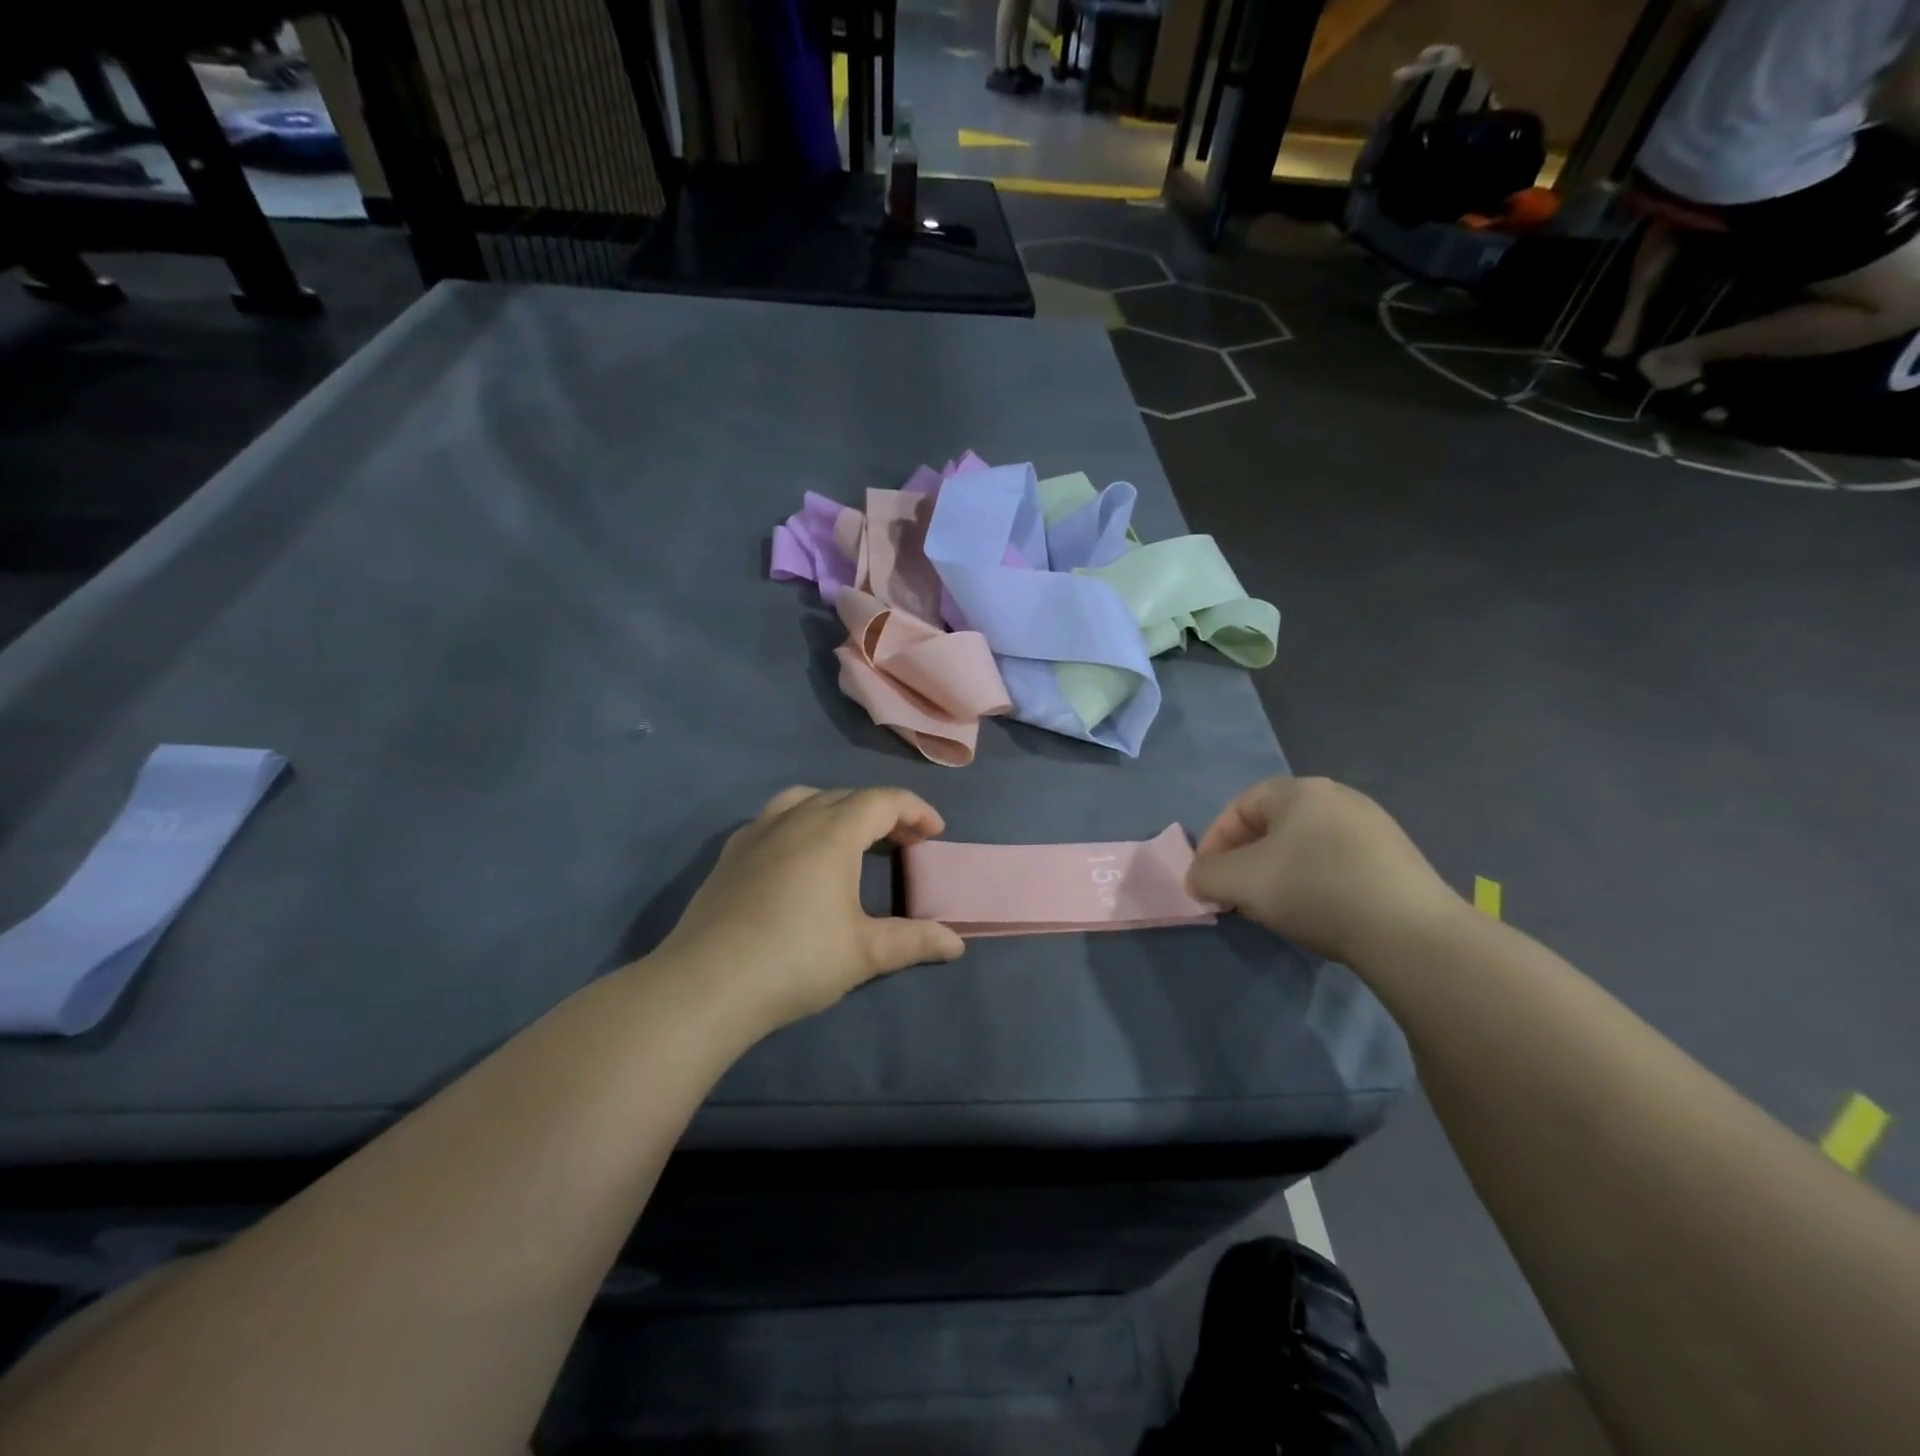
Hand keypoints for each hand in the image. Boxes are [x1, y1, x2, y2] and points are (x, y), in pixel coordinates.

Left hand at [656, 786, 965, 1031]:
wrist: (707, 985)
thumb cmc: (796, 960)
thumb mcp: (865, 953)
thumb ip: (914, 941)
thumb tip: (957, 944)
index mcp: (832, 833)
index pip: (882, 800)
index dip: (915, 810)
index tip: (935, 833)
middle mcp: (794, 820)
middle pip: (847, 796)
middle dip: (882, 811)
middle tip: (905, 840)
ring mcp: (756, 834)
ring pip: (804, 799)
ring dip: (837, 809)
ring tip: (851, 836)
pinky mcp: (729, 855)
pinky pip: (773, 819)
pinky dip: (800, 822)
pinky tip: (798, 855)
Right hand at [1186, 776, 1464, 963]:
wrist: (1410, 932)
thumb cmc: (1314, 889)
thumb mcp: (1240, 882)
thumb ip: (1206, 875)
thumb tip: (1198, 878)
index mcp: (1300, 790)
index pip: (1240, 806)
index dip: (1214, 842)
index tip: (1206, 879)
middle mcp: (1338, 797)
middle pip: (1273, 825)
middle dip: (1245, 861)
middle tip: (1236, 896)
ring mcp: (1373, 827)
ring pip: (1304, 846)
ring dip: (1278, 874)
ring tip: (1273, 909)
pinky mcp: (1397, 860)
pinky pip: (1337, 863)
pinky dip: (1314, 883)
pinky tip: (1316, 913)